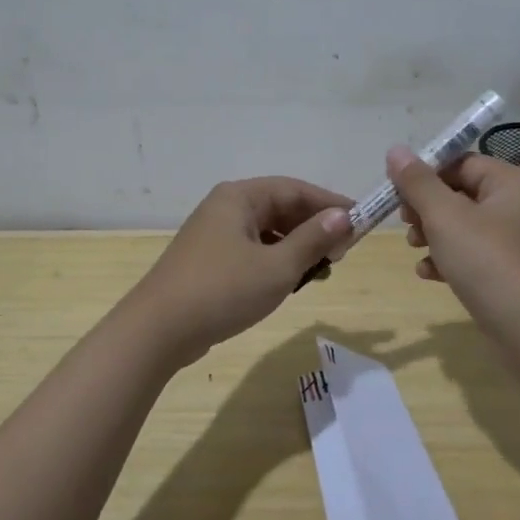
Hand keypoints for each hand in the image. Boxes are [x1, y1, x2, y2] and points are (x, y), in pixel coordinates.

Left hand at [125, 178, 351, 364]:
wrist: (158, 330)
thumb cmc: (222, 291)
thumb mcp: (277, 267)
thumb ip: (313, 240)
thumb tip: (345, 216)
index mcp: (240, 197)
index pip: (295, 189)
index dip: (330, 204)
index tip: (361, 222)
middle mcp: (225, 208)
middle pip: (281, 209)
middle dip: (314, 228)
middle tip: (342, 253)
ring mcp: (214, 235)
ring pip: (268, 233)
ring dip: (297, 248)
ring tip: (321, 271)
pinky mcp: (209, 261)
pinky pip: (253, 251)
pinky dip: (276, 261)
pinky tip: (289, 282)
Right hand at [387, 146, 519, 332]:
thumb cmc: (487, 262)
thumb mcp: (445, 217)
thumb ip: (418, 182)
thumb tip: (395, 150)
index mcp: (511, 182)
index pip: (461, 162)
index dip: (426, 174)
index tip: (397, 192)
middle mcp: (518, 205)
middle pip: (460, 192)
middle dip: (426, 207)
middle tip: (405, 223)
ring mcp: (513, 240)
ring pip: (461, 225)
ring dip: (432, 233)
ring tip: (414, 248)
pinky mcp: (506, 270)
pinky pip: (470, 253)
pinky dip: (447, 258)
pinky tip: (428, 273)